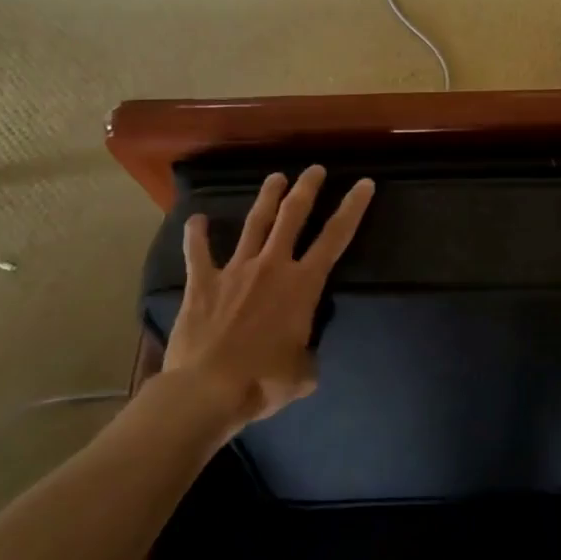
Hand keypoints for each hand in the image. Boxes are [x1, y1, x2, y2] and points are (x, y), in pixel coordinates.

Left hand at [158, 166, 374, 428]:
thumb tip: (302, 355)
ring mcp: (236, 270)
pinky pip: (198, 253)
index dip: (353, 208)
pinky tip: (196, 219)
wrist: (207, 390)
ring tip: (275, 177)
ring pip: (255, 224)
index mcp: (303, 285)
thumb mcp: (303, 373)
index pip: (336, 238)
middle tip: (315, 169)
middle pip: (293, 216)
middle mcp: (272, 267)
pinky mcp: (202, 283)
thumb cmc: (263, 381)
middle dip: (307, 189)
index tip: (364, 184)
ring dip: (266, 198)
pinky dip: (196, 235)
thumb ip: (307, 354)